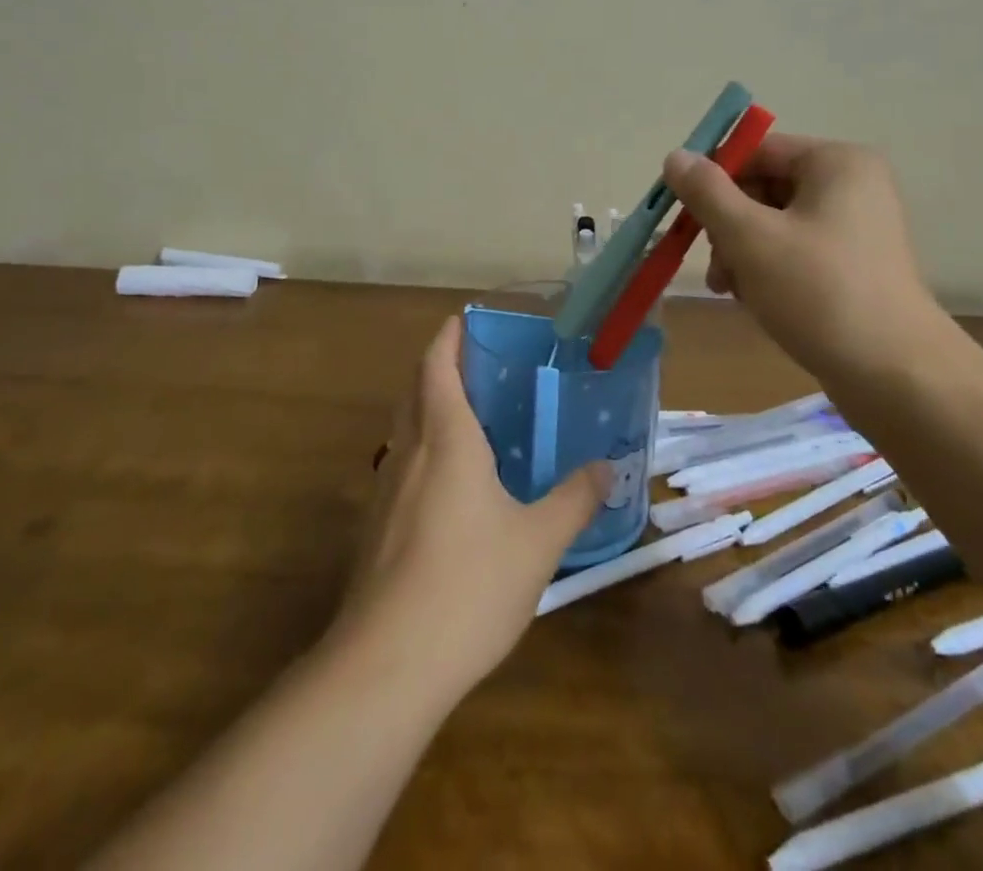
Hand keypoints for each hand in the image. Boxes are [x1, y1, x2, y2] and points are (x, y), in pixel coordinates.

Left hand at [332, 318, 608, 701]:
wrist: (387, 663)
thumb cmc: (469, 585)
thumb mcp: (538, 542)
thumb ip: (574, 499)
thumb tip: (607, 468)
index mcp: (445, 439)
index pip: (436, 366)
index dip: (448, 338)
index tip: (463, 319)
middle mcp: (408, 452)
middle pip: (415, 391)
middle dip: (438, 368)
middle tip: (478, 366)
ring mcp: (384, 490)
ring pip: (404, 430)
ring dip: (428, 410)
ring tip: (470, 420)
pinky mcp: (375, 527)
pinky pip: (401, 467)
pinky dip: (423, 452)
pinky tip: (451, 487)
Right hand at [663, 135, 962, 386]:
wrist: (895, 375)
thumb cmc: (818, 292)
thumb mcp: (749, 237)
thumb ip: (707, 192)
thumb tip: (675, 156)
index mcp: (836, 163)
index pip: (756, 151)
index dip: (714, 179)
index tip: (684, 215)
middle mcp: (852, 185)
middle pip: (763, 187)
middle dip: (728, 225)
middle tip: (715, 264)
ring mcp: (856, 228)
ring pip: (774, 223)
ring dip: (741, 252)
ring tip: (730, 289)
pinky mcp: (854, 266)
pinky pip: (795, 251)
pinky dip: (767, 269)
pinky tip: (753, 300)